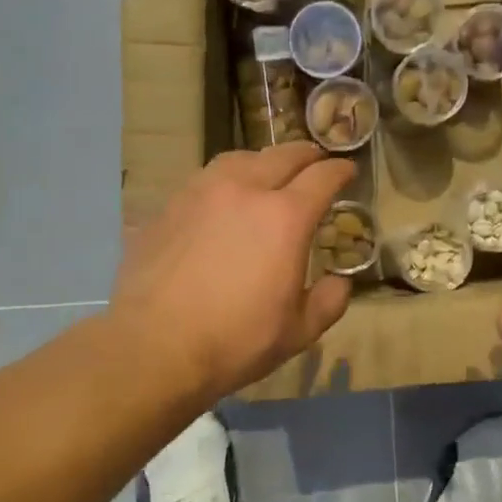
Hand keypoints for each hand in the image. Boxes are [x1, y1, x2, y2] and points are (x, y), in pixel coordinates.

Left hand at [113, 143, 357, 402]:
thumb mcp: (298, 332)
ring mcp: (200, 193)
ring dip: (262, 161)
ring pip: (239, 158)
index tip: (348, 172)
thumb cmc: (235, 341)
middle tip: (315, 162)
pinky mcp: (168, 206)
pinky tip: (221, 200)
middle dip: (306, 156)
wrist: (153, 346)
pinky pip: (204, 179)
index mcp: (285, 217)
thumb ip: (328, 301)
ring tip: (267, 173)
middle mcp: (244, 190)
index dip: (340, 171)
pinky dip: (225, 180)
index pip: (322, 177)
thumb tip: (339, 282)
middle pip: (282, 155)